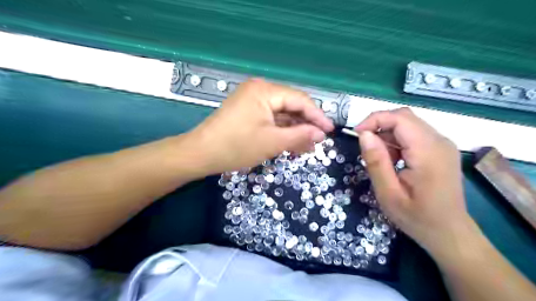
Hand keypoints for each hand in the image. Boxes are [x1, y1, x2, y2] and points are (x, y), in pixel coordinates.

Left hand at [187, 77, 331, 173]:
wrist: (200, 154)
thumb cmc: (236, 147)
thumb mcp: (272, 143)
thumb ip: (299, 135)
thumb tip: (321, 133)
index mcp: (265, 90)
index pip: (300, 100)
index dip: (317, 116)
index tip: (330, 131)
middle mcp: (260, 89)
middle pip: (291, 105)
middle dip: (305, 125)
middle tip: (318, 142)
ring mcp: (253, 100)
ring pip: (282, 113)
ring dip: (294, 129)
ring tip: (307, 147)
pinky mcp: (248, 111)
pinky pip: (271, 118)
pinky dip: (281, 130)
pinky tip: (291, 142)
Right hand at [356, 108, 470, 253]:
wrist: (449, 234)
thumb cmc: (417, 218)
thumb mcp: (388, 194)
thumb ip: (376, 162)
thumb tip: (363, 135)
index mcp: (428, 152)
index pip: (400, 118)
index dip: (374, 120)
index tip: (356, 135)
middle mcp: (439, 141)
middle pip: (404, 117)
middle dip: (379, 126)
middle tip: (365, 148)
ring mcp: (442, 144)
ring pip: (408, 125)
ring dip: (388, 136)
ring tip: (381, 160)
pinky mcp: (440, 149)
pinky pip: (414, 134)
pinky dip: (397, 142)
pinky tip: (394, 162)